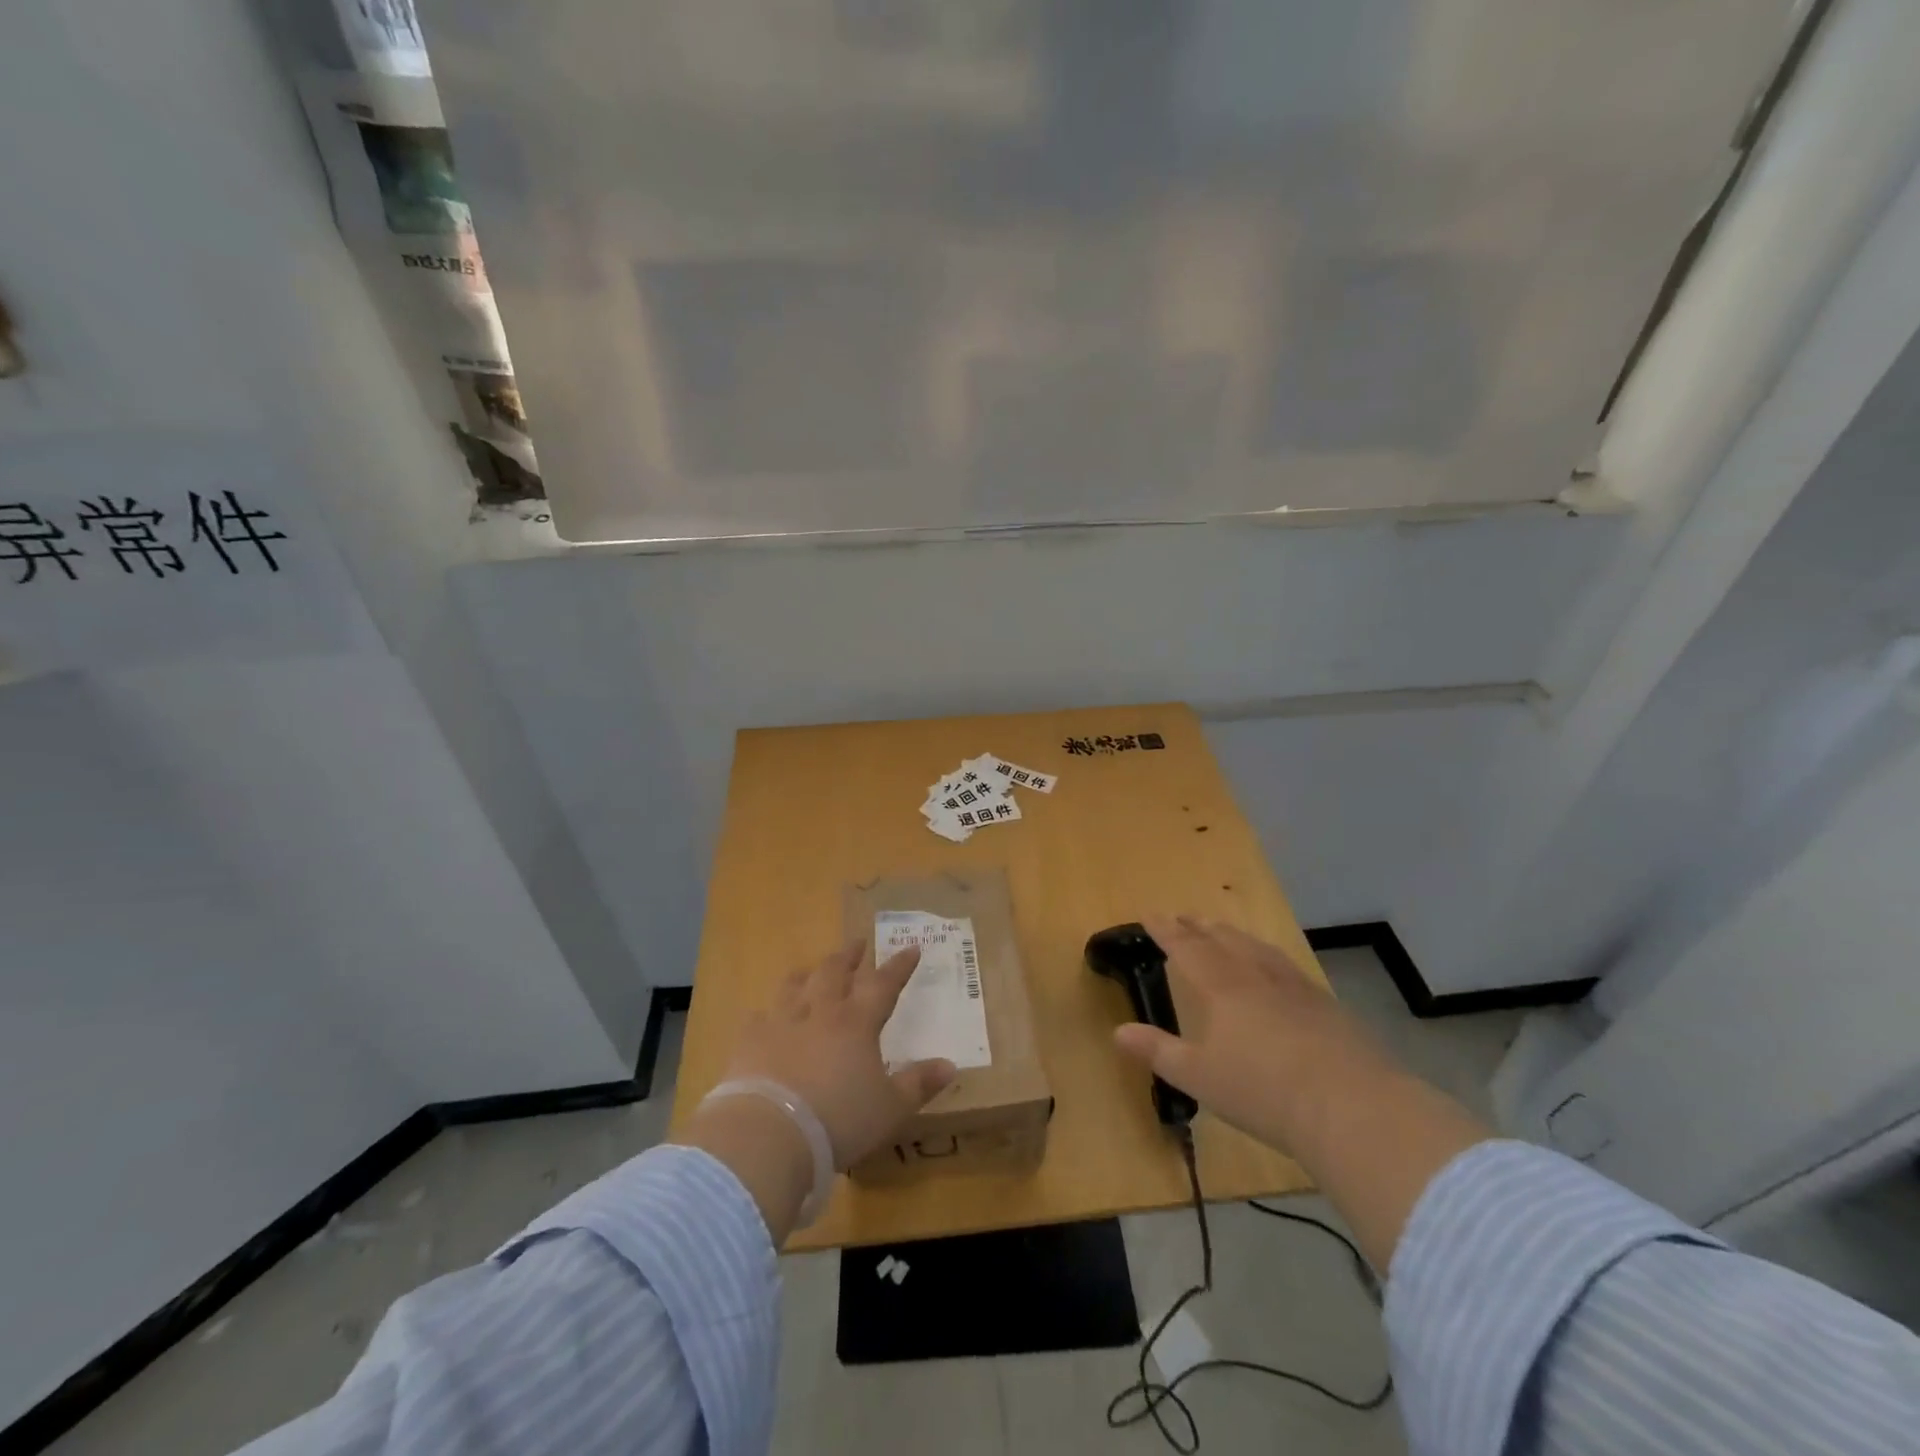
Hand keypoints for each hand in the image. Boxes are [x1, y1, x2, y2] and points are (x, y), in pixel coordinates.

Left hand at [721, 939, 956, 1170]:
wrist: (770, 1132)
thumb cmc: (839, 1120)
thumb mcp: (890, 1109)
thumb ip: (918, 1084)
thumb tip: (950, 1065)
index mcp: (857, 1023)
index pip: (883, 984)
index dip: (899, 966)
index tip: (911, 948)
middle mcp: (820, 1013)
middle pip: (835, 972)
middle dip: (849, 956)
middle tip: (857, 943)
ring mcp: (781, 1023)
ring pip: (795, 986)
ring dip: (807, 974)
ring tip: (812, 969)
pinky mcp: (749, 1042)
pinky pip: (757, 1018)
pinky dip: (764, 1014)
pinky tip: (762, 1016)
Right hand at [1114, 916, 1488, 1270]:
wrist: (1350, 1106)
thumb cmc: (1262, 1091)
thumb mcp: (1199, 1077)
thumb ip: (1158, 1050)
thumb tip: (1118, 1031)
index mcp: (1222, 987)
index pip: (1187, 947)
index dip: (1166, 930)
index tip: (1150, 915)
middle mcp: (1256, 976)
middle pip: (1223, 939)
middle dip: (1200, 926)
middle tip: (1185, 916)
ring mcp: (1296, 988)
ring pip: (1258, 948)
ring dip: (1235, 936)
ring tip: (1224, 931)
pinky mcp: (1326, 1006)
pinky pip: (1288, 966)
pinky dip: (1269, 957)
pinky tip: (1276, 969)